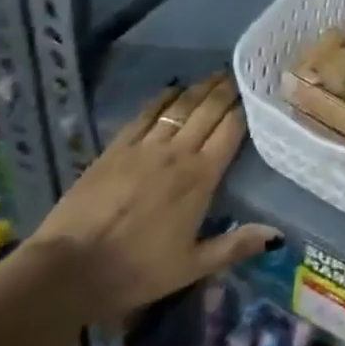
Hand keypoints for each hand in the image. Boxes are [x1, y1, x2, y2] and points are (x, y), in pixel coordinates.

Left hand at [24, 73, 278, 322]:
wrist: (68, 269)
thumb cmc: (135, 271)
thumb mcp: (191, 267)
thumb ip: (235, 245)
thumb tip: (277, 234)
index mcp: (200, 178)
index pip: (230, 131)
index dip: (245, 109)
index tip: (257, 92)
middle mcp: (177, 153)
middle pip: (208, 111)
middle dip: (226, 90)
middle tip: (239, 74)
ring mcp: (145, 147)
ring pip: (180, 107)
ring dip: (200, 88)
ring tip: (214, 75)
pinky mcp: (116, 148)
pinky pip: (146, 114)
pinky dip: (163, 98)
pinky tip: (173, 88)